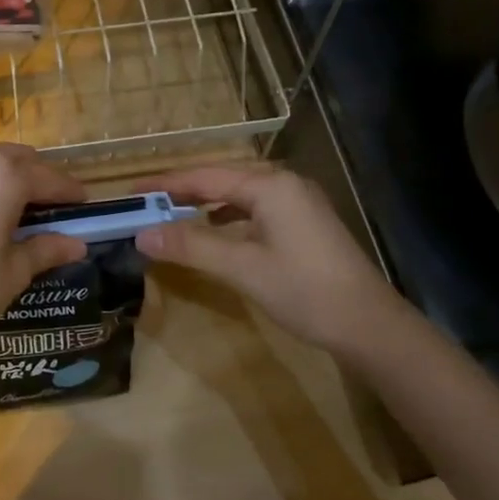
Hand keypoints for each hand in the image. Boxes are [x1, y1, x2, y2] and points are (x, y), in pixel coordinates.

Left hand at [0, 144, 88, 362]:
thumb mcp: (12, 273)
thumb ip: (46, 249)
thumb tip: (77, 244)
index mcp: (3, 176)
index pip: (49, 178)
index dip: (71, 193)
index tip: (86, 206)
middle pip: (20, 160)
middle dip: (41, 180)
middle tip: (54, 210)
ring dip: (11, 178)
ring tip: (21, 211)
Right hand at [134, 164, 411, 357]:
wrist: (369, 324)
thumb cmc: (304, 291)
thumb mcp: (242, 268)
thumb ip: (191, 246)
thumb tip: (141, 234)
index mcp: (269, 185)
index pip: (204, 176)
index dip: (165, 185)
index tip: (129, 194)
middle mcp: (284, 183)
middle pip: (221, 179)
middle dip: (182, 191)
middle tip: (144, 205)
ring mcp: (297, 202)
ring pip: (238, 194)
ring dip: (204, 203)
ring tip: (171, 216)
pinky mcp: (303, 222)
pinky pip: (254, 208)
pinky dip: (228, 216)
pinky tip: (215, 230)